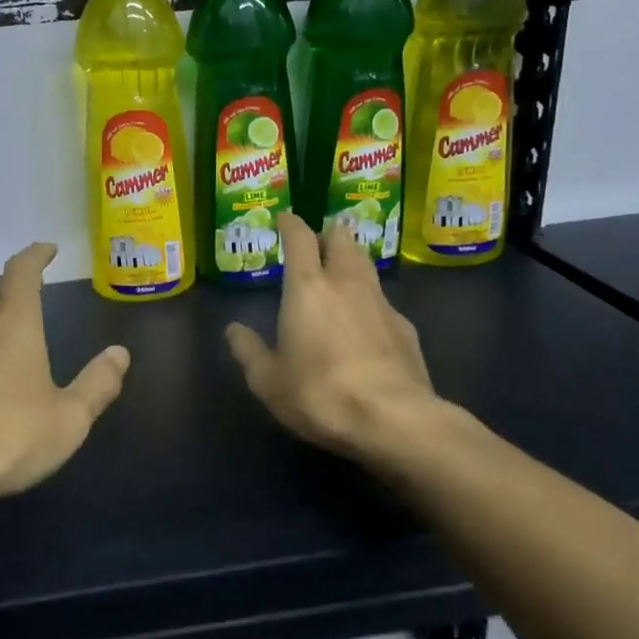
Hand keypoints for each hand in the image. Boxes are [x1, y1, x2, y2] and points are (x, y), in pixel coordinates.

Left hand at [0, 243, 130, 509]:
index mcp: (13, 326)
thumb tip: (120, 354)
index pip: (21, 273)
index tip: (48, 249)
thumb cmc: (7, 436)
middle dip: (12, 282)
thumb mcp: (69, 418)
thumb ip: (98, 384)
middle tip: (31, 284)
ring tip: (9, 322)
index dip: (35, 256)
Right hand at [226, 213, 447, 460]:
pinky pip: (383, 300)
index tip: (284, 218)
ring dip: (351, 261)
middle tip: (315, 246)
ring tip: (339, 276)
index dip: (291, 223)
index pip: (300, 238)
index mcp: (307, 287)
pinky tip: (364, 324)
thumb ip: (248, 351)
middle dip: (327, 234)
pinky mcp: (405, 327)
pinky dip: (369, 301)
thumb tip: (233, 330)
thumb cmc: (319, 393)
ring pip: (366, 264)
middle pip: (342, 238)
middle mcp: (347, 283)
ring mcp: (382, 302)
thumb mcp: (268, 381)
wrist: (393, 419)